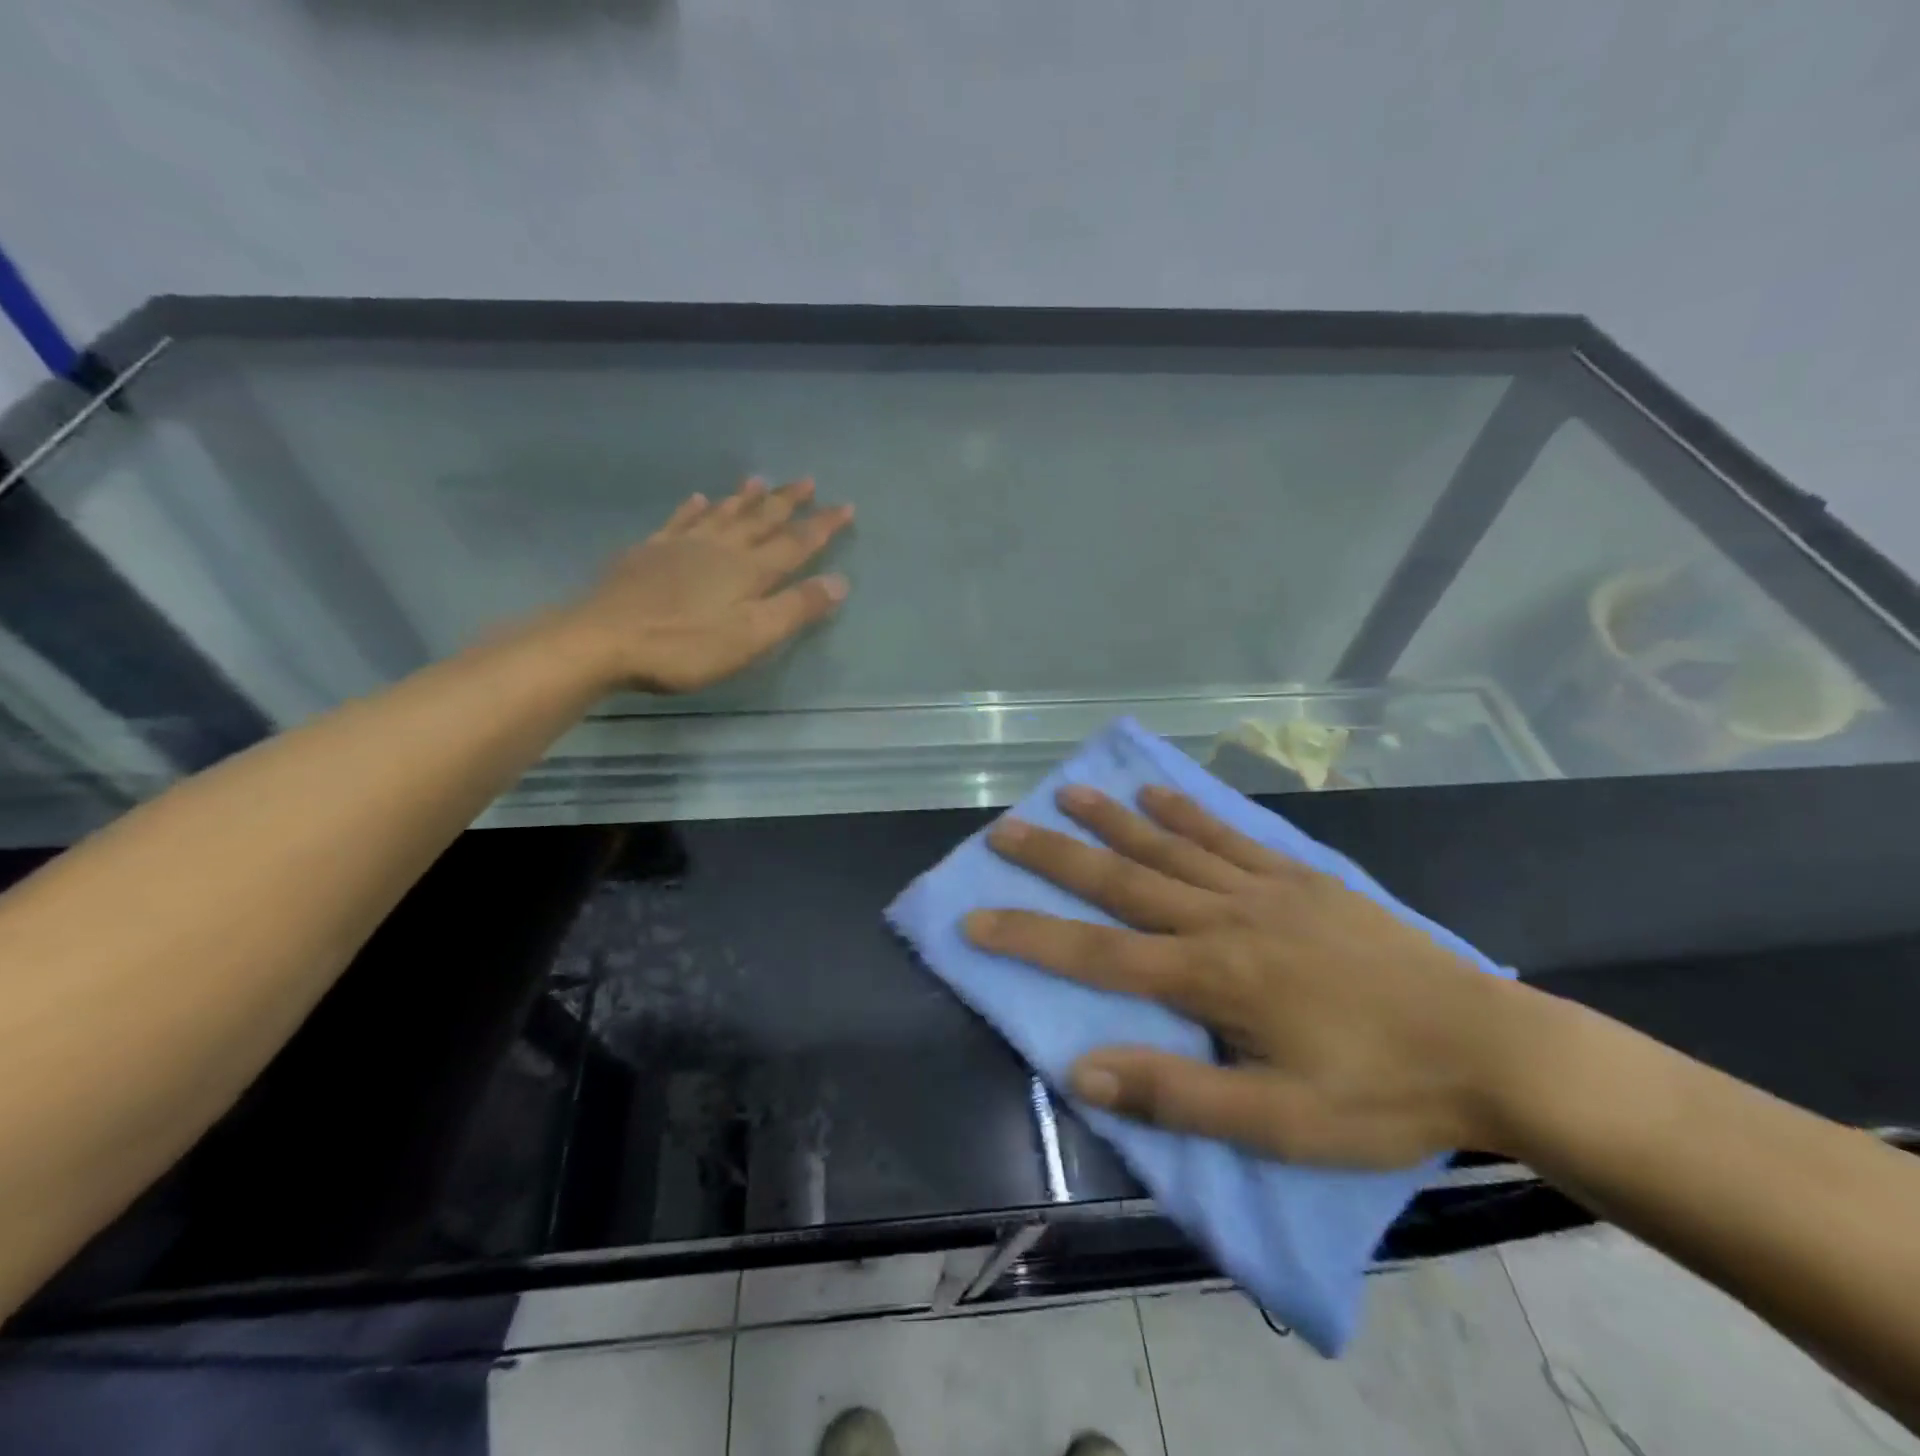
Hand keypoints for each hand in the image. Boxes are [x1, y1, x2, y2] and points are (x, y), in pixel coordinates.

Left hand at [563, 476, 854, 692]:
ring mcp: (681, 547)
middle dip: (786, 501)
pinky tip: (697, 499)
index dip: (823, 526)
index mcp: (749, 570)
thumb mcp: (752, 636)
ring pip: (721, 514)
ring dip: (744, 498)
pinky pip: (678, 522)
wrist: (603, 639)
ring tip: (759, 480)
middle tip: (807, 481)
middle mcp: (720, 548)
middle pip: (760, 519)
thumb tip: (839, 581)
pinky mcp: (648, 553)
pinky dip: (693, 509)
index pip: (796, 543)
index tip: (846, 506)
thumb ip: (795, 608)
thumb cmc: (685, 645)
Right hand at [964, 785, 1548, 1167]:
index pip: (1098, 955)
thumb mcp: (1282, 1125)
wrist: (1490, 1048)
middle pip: (1122, 880)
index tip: (975, 919)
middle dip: (1056, 856)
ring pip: (1170, 845)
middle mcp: (1224, 918)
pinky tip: (1158, 791)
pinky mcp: (1300, 877)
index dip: (1030, 937)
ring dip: (1113, 818)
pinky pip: (1229, 837)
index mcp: (1212, 977)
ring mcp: (1264, 889)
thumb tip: (1084, 1070)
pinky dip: (1187, 812)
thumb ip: (1179, 1096)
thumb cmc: (1382, 1095)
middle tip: (1005, 829)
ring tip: (1068, 793)